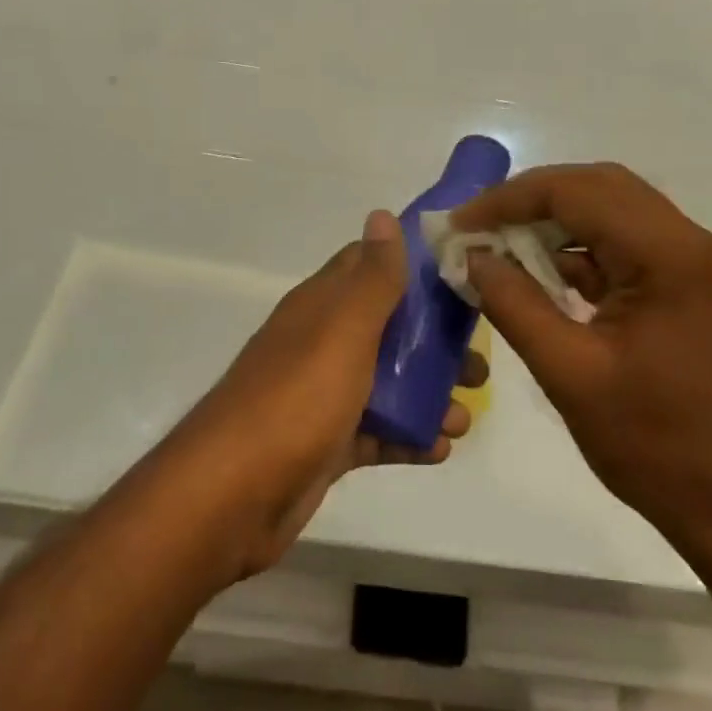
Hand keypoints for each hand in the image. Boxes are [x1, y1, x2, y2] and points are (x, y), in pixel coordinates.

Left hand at [174, 210, 479, 577]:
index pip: (368, 267)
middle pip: (387, 329)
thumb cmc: (296, 400)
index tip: (463, 276)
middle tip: (479, 362)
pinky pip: (376, 433)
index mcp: (321, 307)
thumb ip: (371, 278)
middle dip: (434, 342)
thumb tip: (381, 214)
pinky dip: (408, 437)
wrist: (233, 496)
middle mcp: (320, 343)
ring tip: (466, 415)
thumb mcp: (342, 330)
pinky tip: (440, 449)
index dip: (414, 266)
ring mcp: (321, 396)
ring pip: (386, 384)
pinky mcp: (325, 444)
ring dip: (428, 394)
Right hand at [452, 164, 711, 536]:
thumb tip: (472, 257)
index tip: (461, 223)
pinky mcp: (690, 288)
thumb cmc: (654, 444)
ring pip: (614, 212)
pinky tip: (540, 276)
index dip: (510, 199)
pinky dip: (581, 252)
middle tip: (479, 227)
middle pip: (600, 188)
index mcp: (670, 256)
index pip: (579, 192)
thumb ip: (513, 304)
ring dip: (556, 223)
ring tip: (500, 247)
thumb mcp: (568, 373)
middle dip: (532, 201)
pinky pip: (627, 247)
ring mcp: (696, 264)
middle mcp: (691, 243)